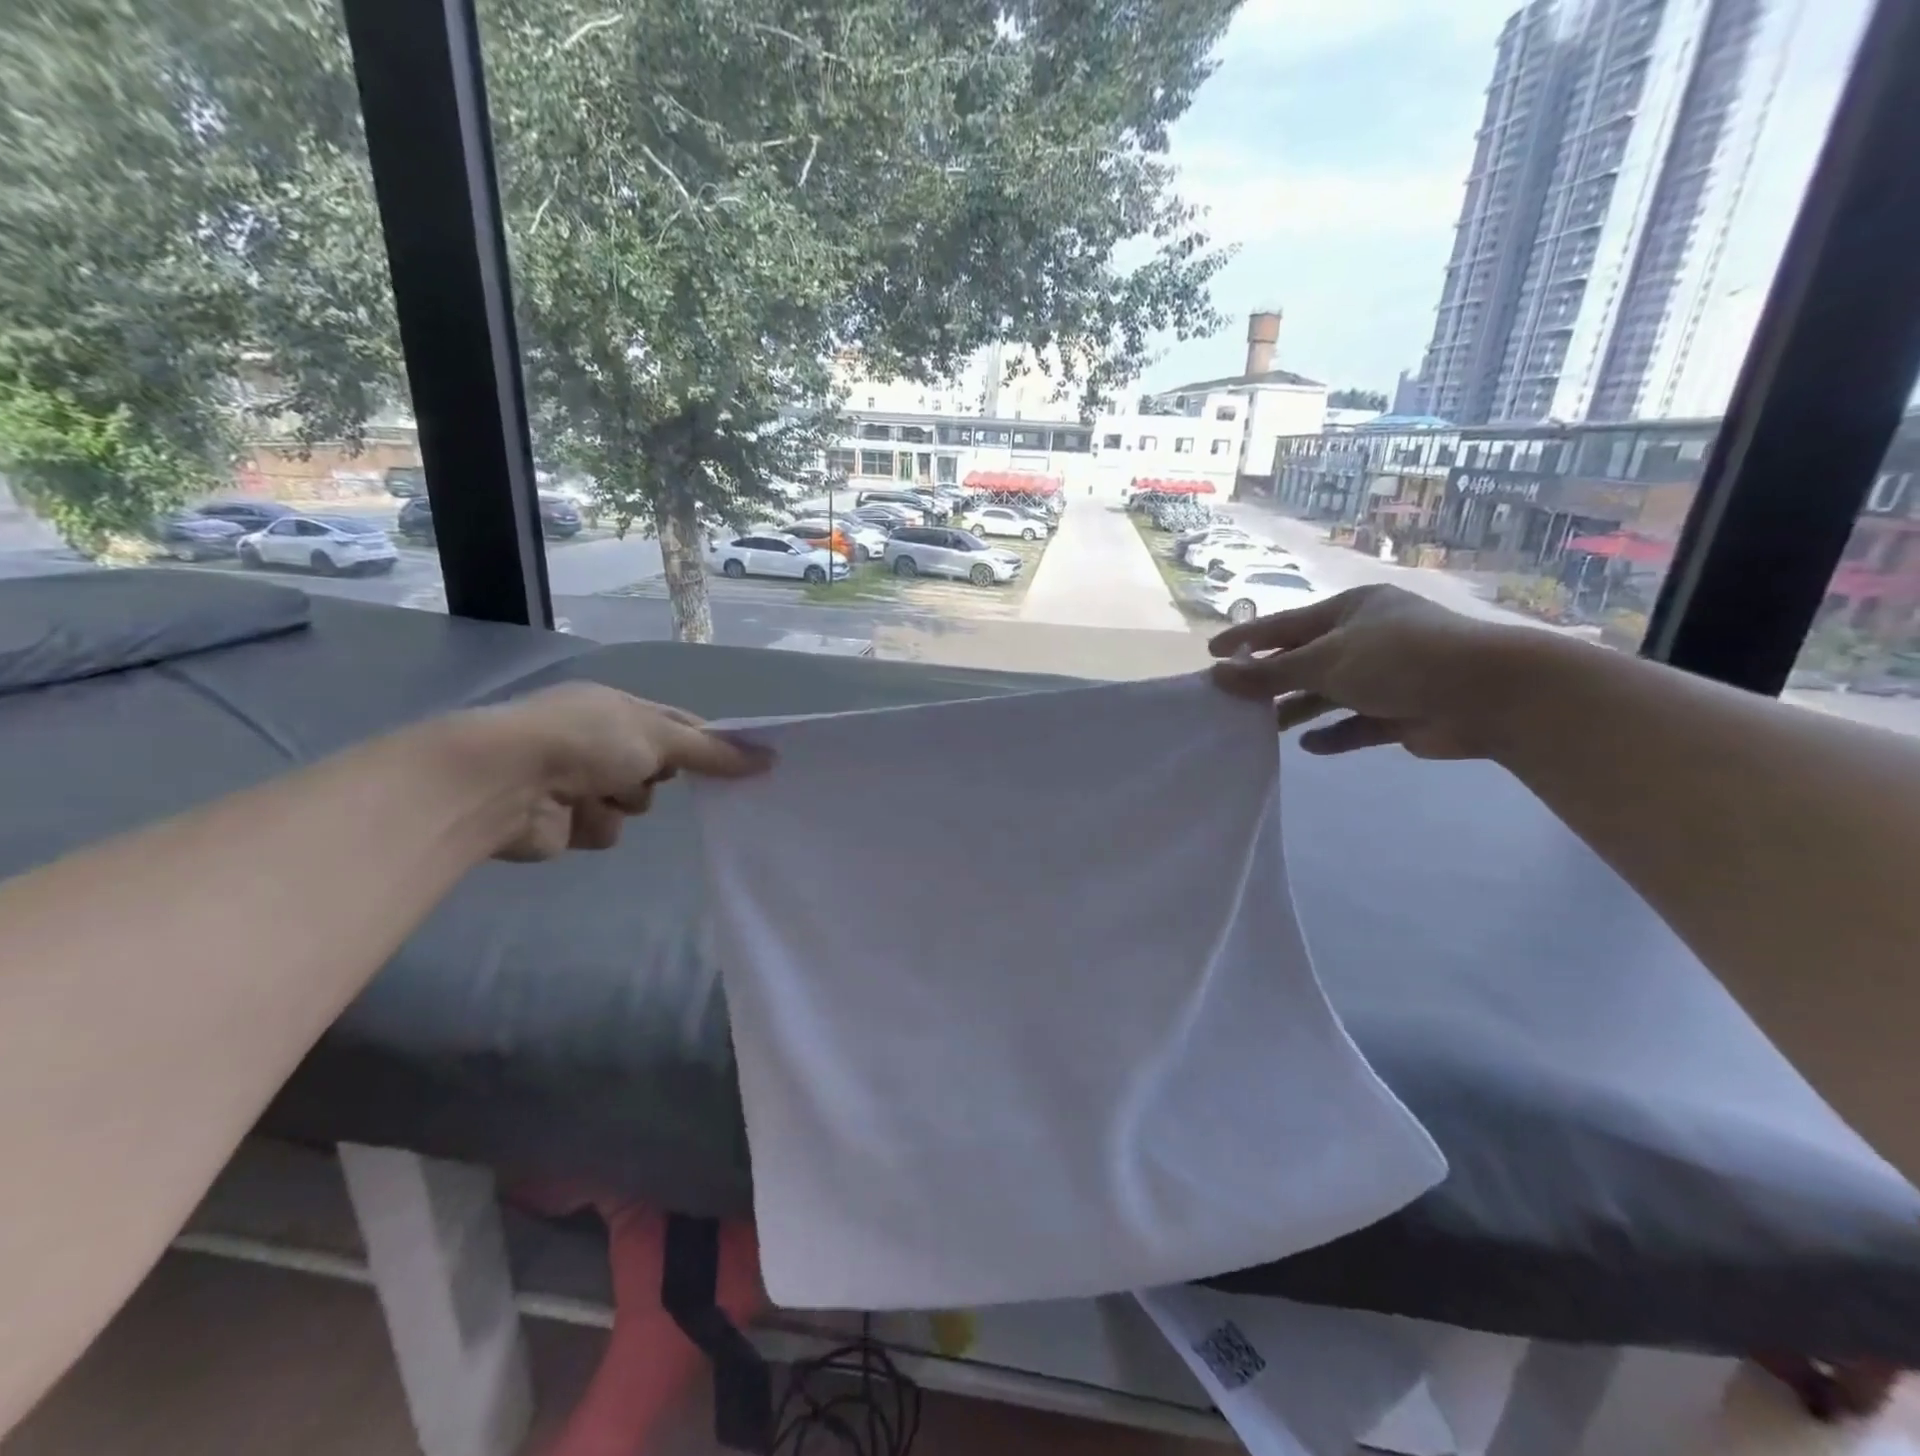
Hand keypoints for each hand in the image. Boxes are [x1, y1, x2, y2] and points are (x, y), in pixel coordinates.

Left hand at [445, 683, 770, 860]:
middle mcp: (599, 741)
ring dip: (624, 802)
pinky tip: (573, 816)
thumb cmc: (586, 741)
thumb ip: (713, 752)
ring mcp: (580, 781)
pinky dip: (596, 824)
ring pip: (635, 803)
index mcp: (617, 708)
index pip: (678, 724)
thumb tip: (769, 758)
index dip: (707, 743)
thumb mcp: (659, 735)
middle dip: (656, 776)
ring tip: (596, 794)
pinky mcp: (566, 821)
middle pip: (660, 768)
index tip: (740, 763)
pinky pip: (606, 829)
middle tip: (650, 775)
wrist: (506, 783)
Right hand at [1208, 584, 1532, 758]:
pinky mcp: (1401, 713)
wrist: (1490, 695)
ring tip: (1265, 729)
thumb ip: (1271, 672)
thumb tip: (1218, 675)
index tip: (1210, 654)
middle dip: (1272, 680)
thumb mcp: (1326, 661)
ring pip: (1329, 694)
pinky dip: (1334, 735)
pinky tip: (1311, 746)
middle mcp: (1368, 639)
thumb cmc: (1400, 660)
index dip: (1247, 639)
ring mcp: (1387, 676)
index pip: (1286, 625)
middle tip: (1233, 700)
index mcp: (1352, 611)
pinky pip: (1356, 724)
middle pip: (1306, 660)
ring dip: (1298, 709)